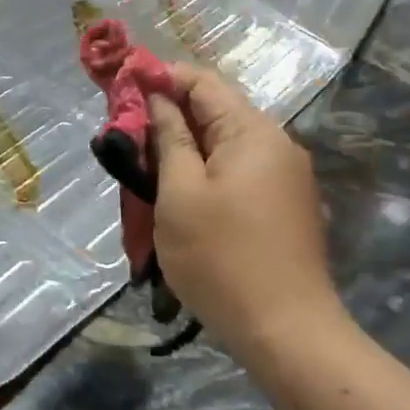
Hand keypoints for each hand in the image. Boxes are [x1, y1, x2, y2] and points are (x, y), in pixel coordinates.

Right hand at [149, 66, 342, 364]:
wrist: (285, 330)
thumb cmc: (221, 258)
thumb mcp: (180, 194)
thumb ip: (169, 138)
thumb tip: (158, 98)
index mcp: (253, 132)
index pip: (203, 82)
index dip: (161, 79)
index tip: (123, 90)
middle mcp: (277, 144)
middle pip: (217, 111)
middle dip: (171, 116)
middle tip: (127, 137)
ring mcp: (286, 176)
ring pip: (226, 144)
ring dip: (186, 148)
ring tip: (147, 168)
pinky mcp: (285, 205)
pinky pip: (240, 171)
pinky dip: (207, 172)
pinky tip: (182, 194)